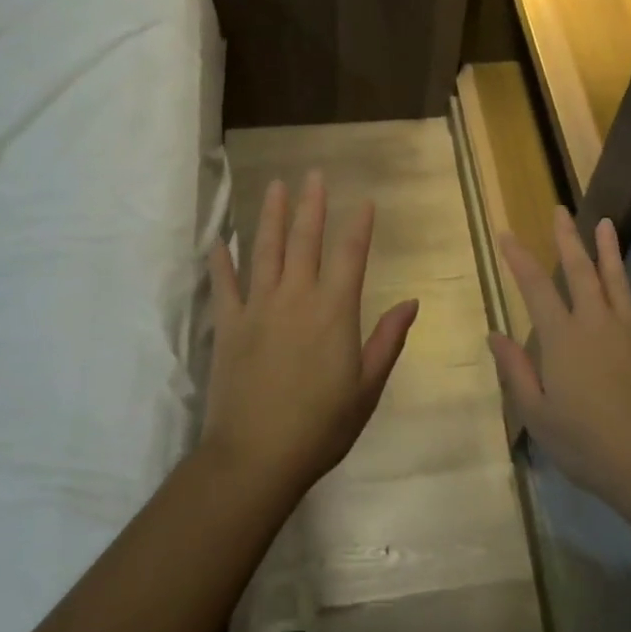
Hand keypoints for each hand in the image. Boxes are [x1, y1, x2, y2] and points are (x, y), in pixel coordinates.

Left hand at [203, 172, 417, 495]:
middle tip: (313, 174)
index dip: (359, 225)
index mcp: (334, 310)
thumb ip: (387, 340)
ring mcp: (258, 308)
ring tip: (276, 186)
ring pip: (265, 250)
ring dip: (272, 216)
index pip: (350, 255)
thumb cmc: (321, 426)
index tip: (364, 200)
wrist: (255, 457)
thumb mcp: (367, 387)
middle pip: (306, 240)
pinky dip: (221, 261)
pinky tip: (219, 241)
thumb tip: (411, 302)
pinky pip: (224, 285)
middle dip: (312, 205)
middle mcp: (296, 297)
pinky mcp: (228, 325)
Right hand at [490, 208, 630, 506]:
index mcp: (562, 337)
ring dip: (610, 251)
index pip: (535, 287)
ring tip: (605, 223)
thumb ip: (515, 370)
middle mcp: (596, 323)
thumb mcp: (536, 412)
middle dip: (567, 238)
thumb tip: (493, 334)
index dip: (519, 258)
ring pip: (618, 281)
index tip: (506, 234)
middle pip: (580, 272)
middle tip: (560, 209)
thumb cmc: (584, 442)